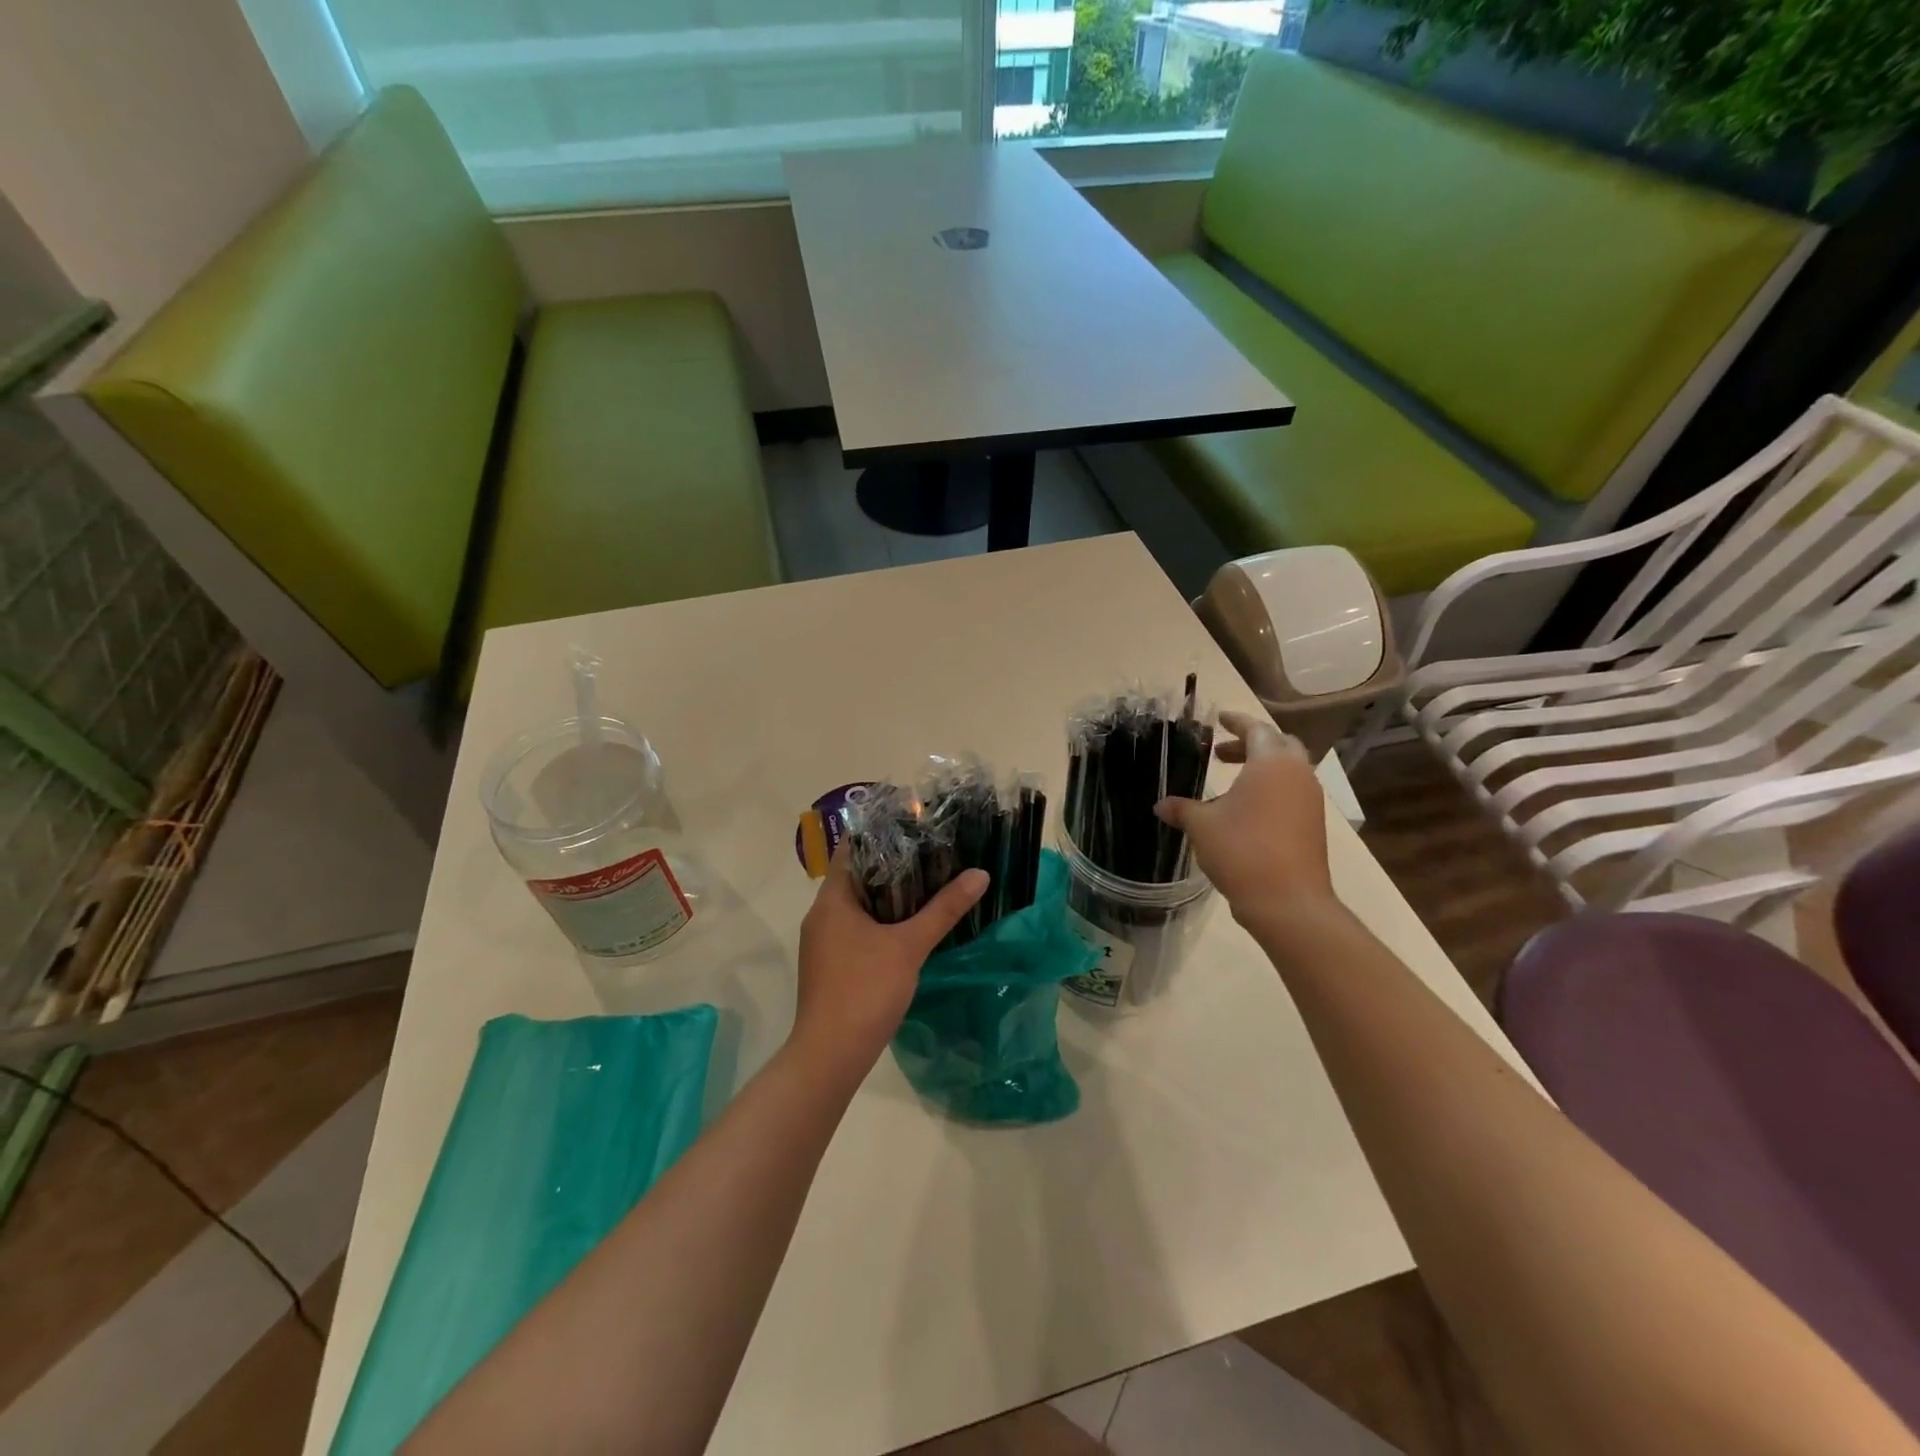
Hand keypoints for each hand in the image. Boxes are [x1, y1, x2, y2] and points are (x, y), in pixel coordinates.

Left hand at [793, 849, 988, 1073]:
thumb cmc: (864, 989)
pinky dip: (881, 922)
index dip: (880, 833)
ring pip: (858, 907)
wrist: (830, 1055)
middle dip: (892, 865)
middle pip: (857, 877)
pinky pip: (857, 930)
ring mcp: (824, 943)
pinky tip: (910, 927)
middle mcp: (822, 915)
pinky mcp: (831, 966)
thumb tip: (980, 874)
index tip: (914, 825)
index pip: (852, 849)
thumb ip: (944, 909)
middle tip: (932, 853)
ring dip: (888, 896)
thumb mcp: (910, 946)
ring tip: (928, 884)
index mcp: (831, 900)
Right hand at [1154, 710, 1334, 926]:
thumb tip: (1160, 805)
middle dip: (1251, 744)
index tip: (1219, 719)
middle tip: (1222, 753)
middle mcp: (1297, 774)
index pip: (1256, 729)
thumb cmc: (1242, 850)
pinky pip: (1291, 793)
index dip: (1236, 721)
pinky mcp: (1313, 824)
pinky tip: (1245, 811)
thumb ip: (1181, 808)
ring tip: (1230, 784)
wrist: (1287, 901)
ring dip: (1261, 769)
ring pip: (1288, 771)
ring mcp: (1310, 800)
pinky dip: (1270, 790)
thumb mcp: (1201, 826)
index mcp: (1272, 763)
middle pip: (1279, 745)